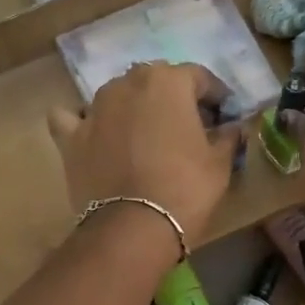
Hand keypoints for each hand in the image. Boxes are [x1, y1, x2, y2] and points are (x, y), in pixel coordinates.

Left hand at [47, 64, 239, 246]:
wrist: (133, 227)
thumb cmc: (185, 189)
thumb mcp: (219, 164)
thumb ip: (228, 137)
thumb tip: (234, 127)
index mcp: (168, 82)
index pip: (199, 77)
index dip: (216, 96)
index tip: (224, 115)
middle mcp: (127, 84)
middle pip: (156, 81)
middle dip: (173, 98)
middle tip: (187, 126)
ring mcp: (94, 108)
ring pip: (116, 95)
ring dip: (132, 107)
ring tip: (144, 134)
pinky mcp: (71, 137)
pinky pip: (72, 118)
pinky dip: (83, 122)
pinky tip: (93, 134)